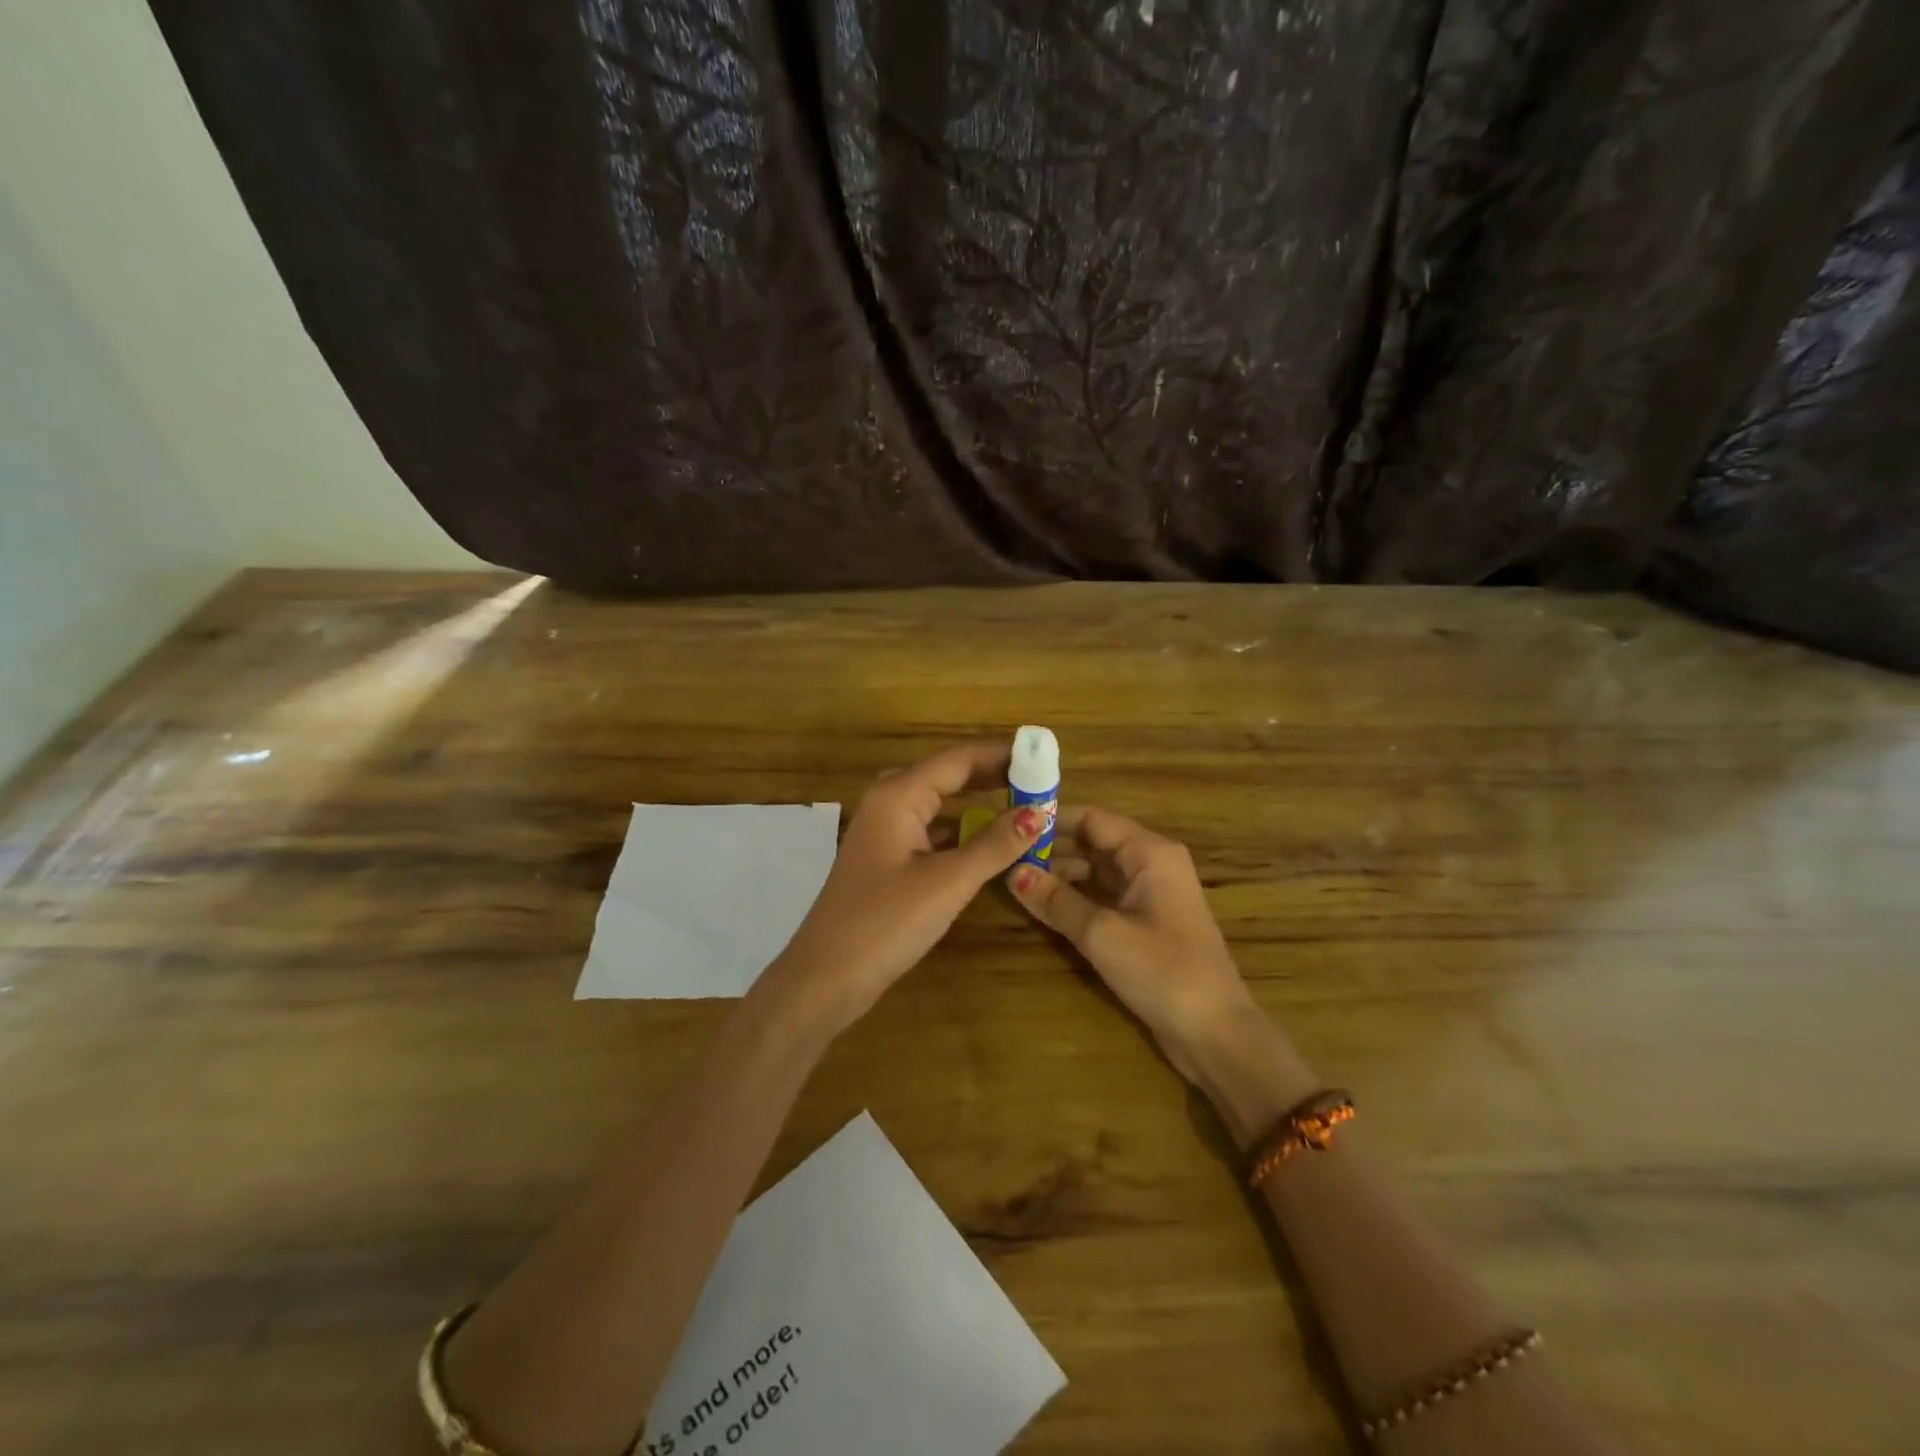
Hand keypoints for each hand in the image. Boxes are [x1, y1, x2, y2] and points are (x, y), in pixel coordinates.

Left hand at [766, 741, 1046, 1033]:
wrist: (826, 977)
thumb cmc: (885, 922)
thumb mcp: (948, 882)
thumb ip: (994, 844)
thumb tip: (1039, 812)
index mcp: (898, 795)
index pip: (958, 759)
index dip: (1001, 755)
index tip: (1044, 755)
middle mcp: (888, 803)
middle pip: (947, 776)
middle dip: (992, 776)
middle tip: (1041, 781)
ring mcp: (884, 832)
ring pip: (938, 805)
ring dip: (978, 804)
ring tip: (1022, 805)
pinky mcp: (886, 860)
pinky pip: (930, 831)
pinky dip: (961, 831)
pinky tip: (987, 841)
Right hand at [1009, 805, 1256, 1082]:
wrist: (1215, 1033)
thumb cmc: (1161, 971)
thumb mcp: (1101, 933)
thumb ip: (1055, 900)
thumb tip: (1012, 872)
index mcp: (1149, 852)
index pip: (1092, 818)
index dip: (1052, 820)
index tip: (1010, 825)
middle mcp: (1152, 864)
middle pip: (1094, 842)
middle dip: (1052, 849)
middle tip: (1005, 857)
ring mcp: (1151, 895)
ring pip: (1098, 871)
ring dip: (1062, 876)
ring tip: (1016, 882)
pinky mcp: (1148, 923)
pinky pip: (1106, 897)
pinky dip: (1077, 898)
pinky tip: (1045, 908)